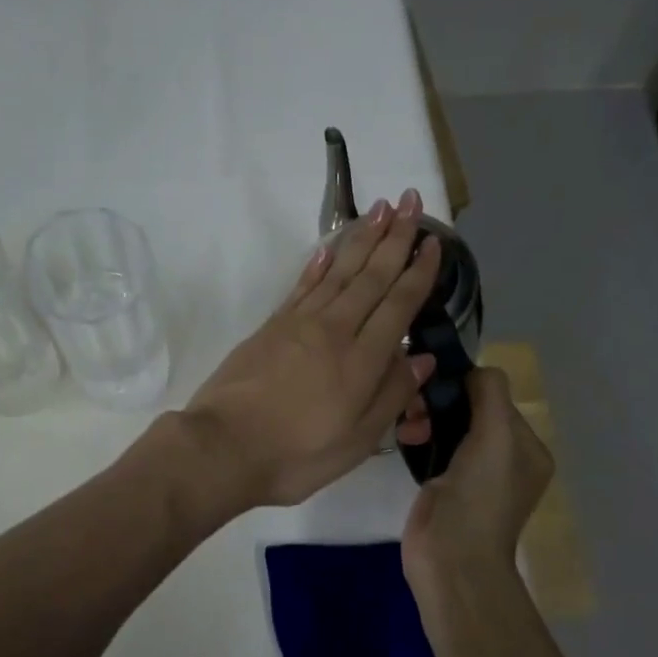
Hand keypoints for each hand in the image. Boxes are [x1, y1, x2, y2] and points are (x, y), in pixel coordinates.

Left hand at [183, 189, 442, 508]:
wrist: (223, 448)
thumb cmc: (296, 455)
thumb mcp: (357, 442)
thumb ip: (392, 396)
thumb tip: (422, 358)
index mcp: (362, 360)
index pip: (398, 305)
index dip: (419, 272)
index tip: (434, 242)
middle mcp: (334, 330)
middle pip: (371, 277)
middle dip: (395, 237)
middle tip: (411, 201)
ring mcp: (299, 323)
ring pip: (339, 272)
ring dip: (362, 238)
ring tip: (381, 209)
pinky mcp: (271, 326)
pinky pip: (302, 285)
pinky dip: (319, 264)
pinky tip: (330, 249)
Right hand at [402, 367, 553, 583]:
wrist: (451, 559)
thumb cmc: (479, 497)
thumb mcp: (496, 437)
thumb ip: (490, 393)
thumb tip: (472, 371)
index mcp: (528, 449)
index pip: (496, 397)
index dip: (466, 387)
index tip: (434, 386)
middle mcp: (505, 458)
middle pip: (471, 409)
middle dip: (441, 402)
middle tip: (414, 408)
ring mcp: (473, 473)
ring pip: (449, 425)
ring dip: (425, 417)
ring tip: (407, 428)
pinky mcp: (444, 484)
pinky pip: (433, 445)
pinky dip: (419, 436)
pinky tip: (404, 437)